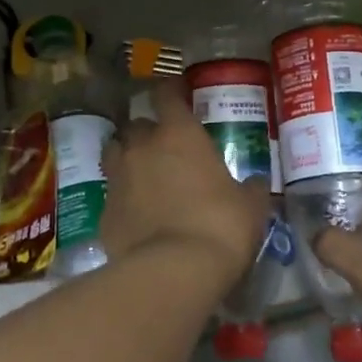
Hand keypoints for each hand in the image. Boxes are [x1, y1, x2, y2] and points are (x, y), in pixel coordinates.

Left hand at [100, 80, 269, 292]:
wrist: (175, 270)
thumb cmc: (221, 226)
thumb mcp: (251, 206)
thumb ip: (251, 189)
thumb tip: (257, 184)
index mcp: (179, 135)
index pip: (166, 95)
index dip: (171, 92)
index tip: (177, 94)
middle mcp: (142, 148)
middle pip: (136, 125)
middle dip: (148, 132)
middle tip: (165, 147)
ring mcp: (118, 179)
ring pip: (115, 153)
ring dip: (127, 158)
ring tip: (144, 174)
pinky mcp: (103, 212)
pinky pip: (113, 195)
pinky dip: (123, 198)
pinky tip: (137, 214)